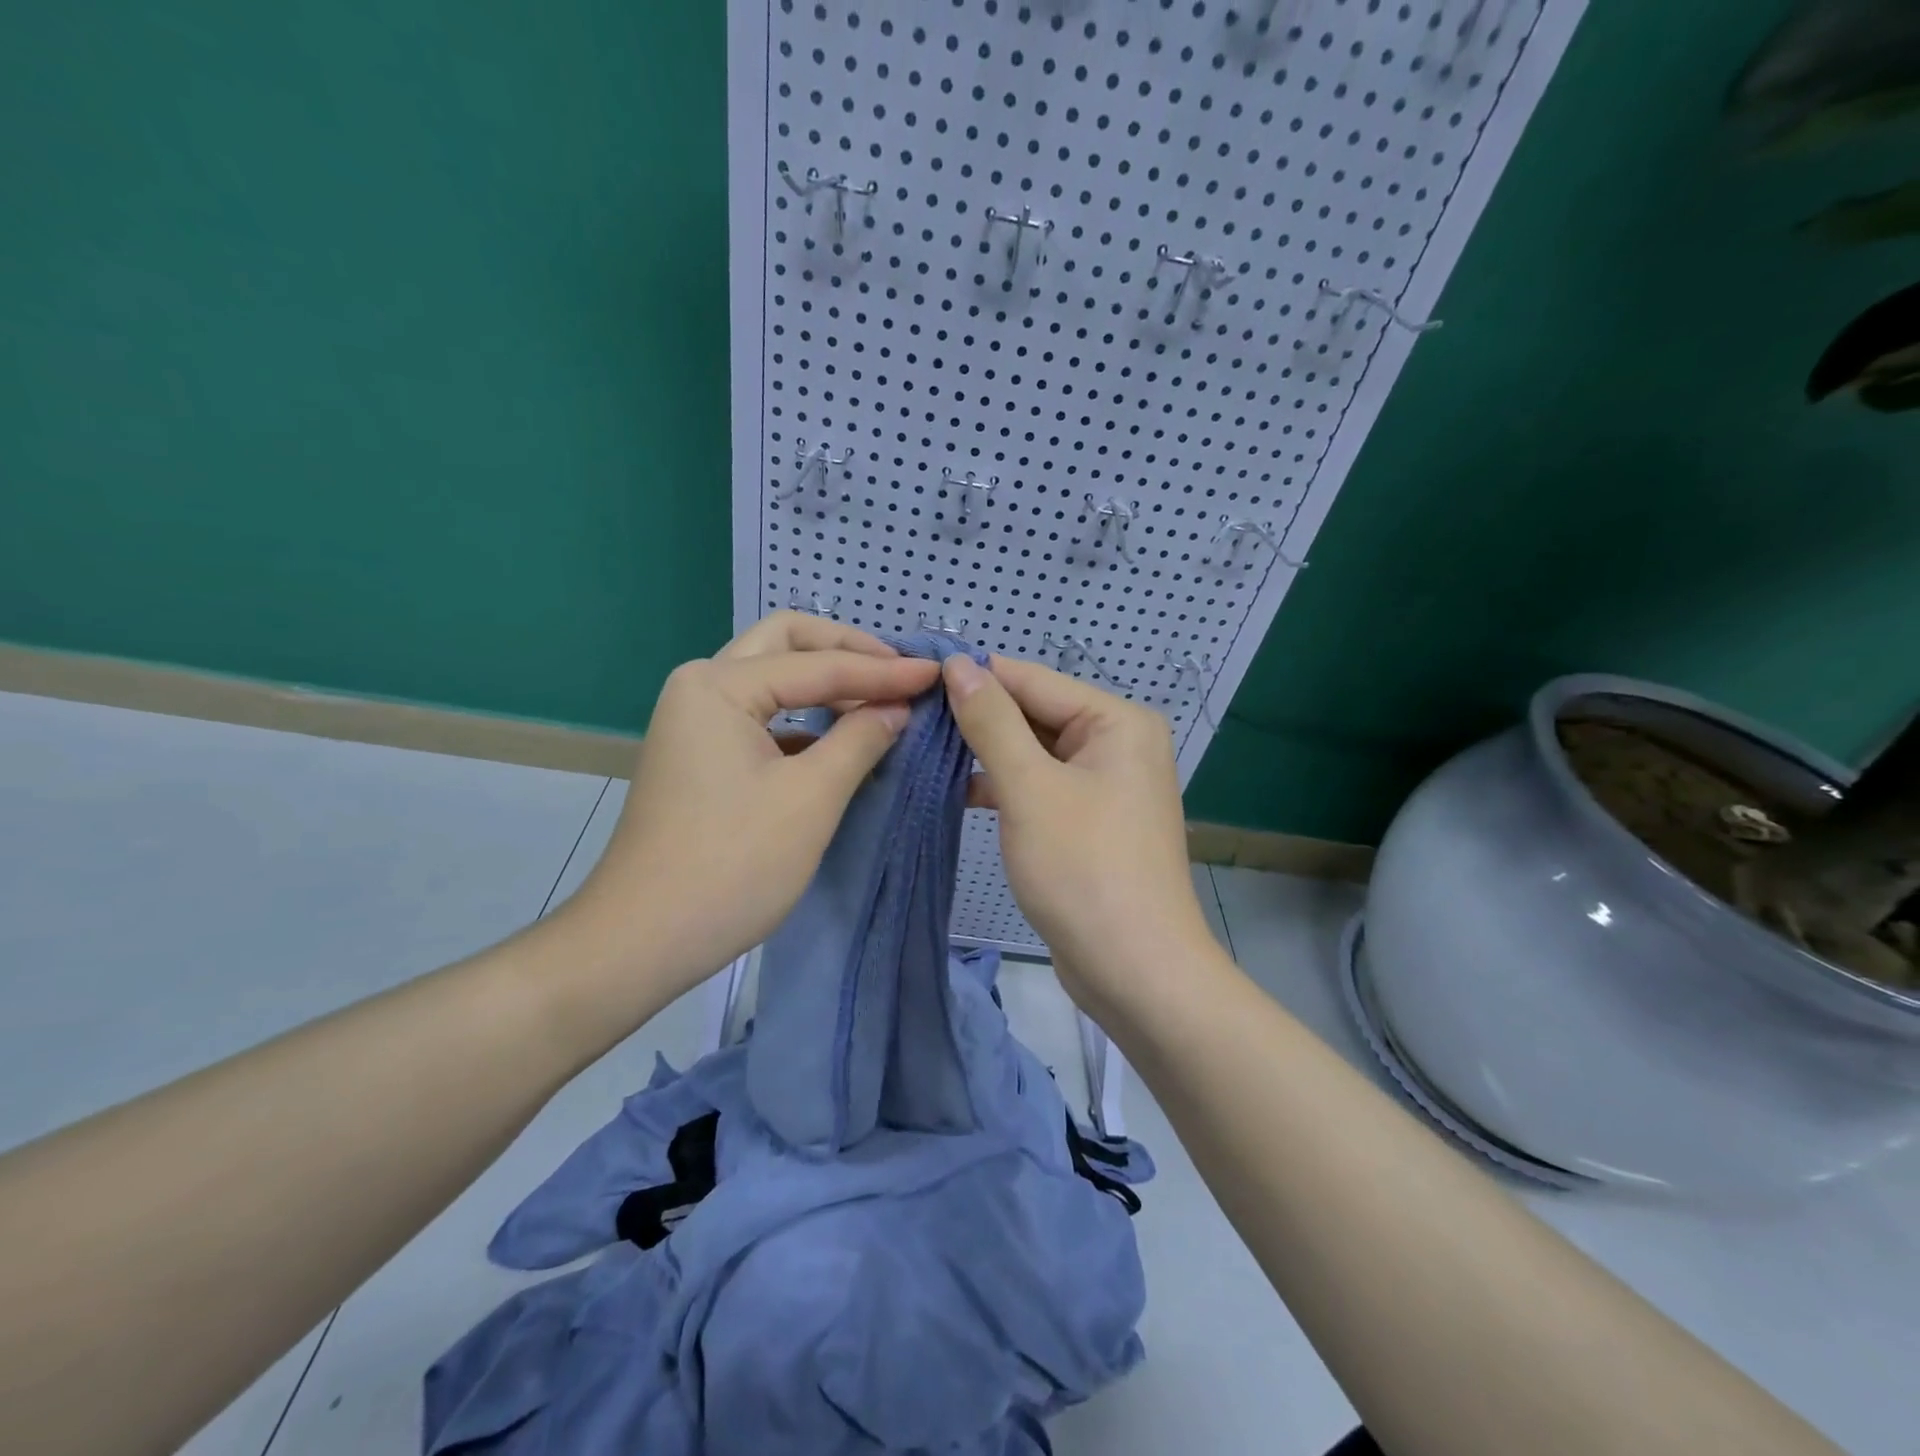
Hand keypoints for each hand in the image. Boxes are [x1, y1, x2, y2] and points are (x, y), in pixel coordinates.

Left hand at [566, 613, 939, 995]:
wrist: (642, 939)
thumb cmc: (732, 865)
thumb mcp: (811, 798)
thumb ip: (861, 739)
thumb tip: (899, 707)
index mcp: (719, 685)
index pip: (818, 665)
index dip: (883, 670)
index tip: (936, 673)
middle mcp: (701, 686)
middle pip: (786, 643)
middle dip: (847, 650)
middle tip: (900, 671)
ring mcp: (696, 721)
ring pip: (773, 676)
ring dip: (827, 680)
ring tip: (883, 697)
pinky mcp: (702, 755)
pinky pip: (764, 714)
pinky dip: (806, 716)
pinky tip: (843, 737)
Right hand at [942, 654, 1213, 1011]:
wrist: (1135, 971)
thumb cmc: (1084, 869)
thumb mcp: (1030, 788)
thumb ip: (992, 722)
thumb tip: (959, 663)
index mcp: (1117, 721)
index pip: (1033, 680)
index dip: (973, 677)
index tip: (913, 675)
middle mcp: (1117, 743)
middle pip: (1035, 714)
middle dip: (977, 718)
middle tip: (908, 717)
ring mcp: (1105, 784)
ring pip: (1033, 752)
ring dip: (984, 754)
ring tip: (921, 749)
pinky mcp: (1088, 821)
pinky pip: (1039, 786)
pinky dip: (1003, 787)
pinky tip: (956, 790)